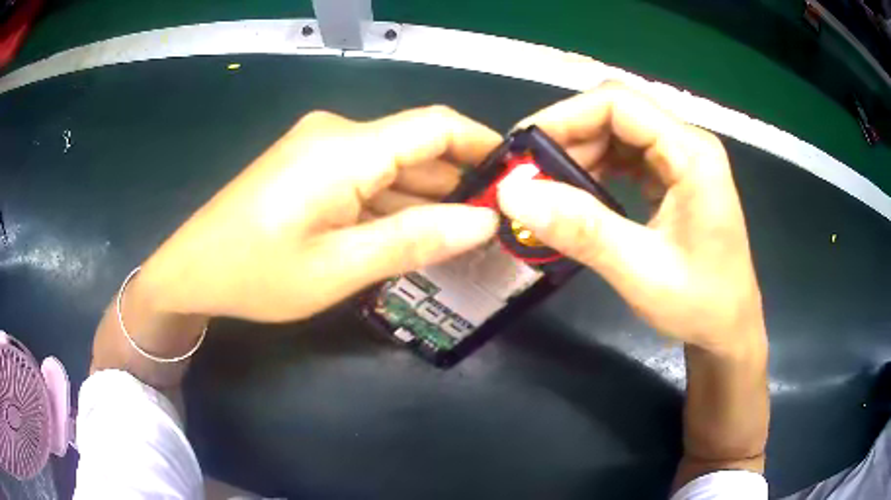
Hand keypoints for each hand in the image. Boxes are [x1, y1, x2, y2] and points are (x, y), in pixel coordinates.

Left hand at [136, 106, 500, 321]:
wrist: (191, 270)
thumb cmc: (257, 274)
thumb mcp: (339, 268)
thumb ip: (415, 239)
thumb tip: (483, 222)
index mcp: (346, 149)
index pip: (436, 126)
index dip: (483, 145)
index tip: (516, 178)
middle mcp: (337, 134)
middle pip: (416, 146)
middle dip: (458, 183)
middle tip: (495, 226)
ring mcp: (320, 148)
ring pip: (392, 165)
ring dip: (426, 198)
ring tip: (463, 238)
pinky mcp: (309, 166)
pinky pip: (366, 177)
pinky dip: (393, 203)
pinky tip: (411, 234)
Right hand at [497, 82, 764, 353]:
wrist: (729, 330)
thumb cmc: (701, 305)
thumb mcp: (641, 272)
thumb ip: (582, 230)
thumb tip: (512, 194)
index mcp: (691, 153)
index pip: (618, 104)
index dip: (564, 118)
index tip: (522, 152)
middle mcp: (687, 145)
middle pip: (616, 114)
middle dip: (568, 139)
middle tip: (529, 178)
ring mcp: (681, 161)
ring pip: (618, 134)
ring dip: (579, 156)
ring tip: (549, 191)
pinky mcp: (674, 179)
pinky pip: (626, 158)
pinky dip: (596, 171)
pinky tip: (580, 197)